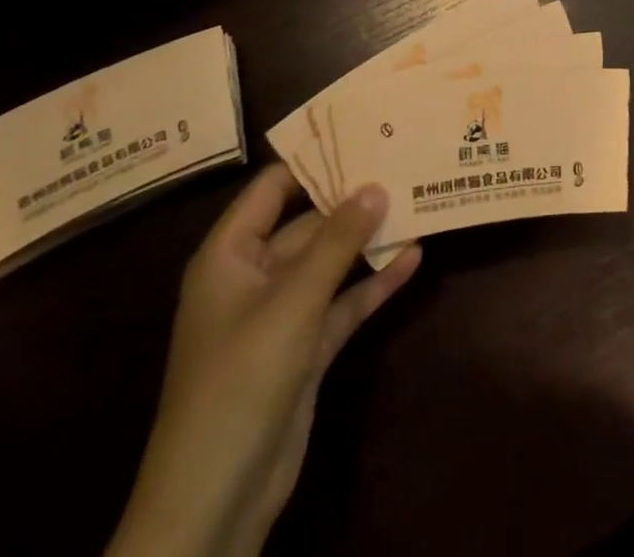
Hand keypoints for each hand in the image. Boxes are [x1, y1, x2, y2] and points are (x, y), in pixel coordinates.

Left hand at [106, 165, 420, 556]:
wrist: (216, 500)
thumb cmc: (239, 380)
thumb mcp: (291, 302)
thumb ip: (336, 242)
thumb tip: (375, 185)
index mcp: (231, 254)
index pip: (272, 188)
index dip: (314, 160)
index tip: (362, 133)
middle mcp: (254, 275)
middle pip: (308, 223)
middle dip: (352, 199)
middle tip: (402, 163)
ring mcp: (281, 313)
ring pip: (330, 262)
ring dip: (368, 240)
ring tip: (417, 201)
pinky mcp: (306, 348)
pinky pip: (343, 302)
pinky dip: (373, 283)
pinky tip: (413, 258)